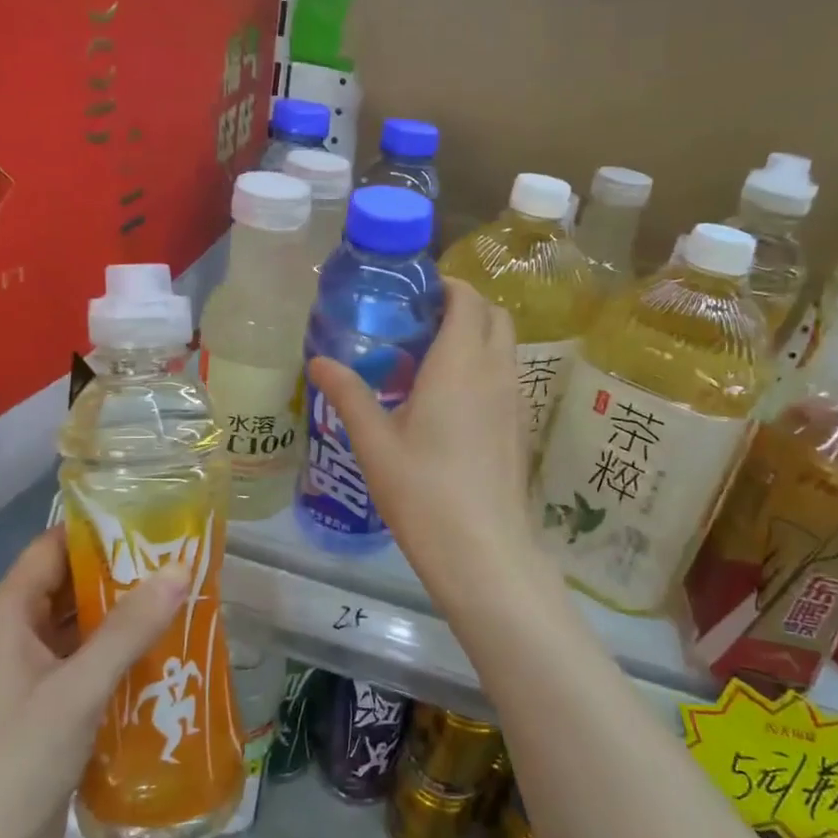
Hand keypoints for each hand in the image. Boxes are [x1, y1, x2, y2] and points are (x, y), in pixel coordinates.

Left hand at [0, 527, 185, 837]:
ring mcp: (24, 678)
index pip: (51, 549)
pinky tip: (160, 655)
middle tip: (179, 561)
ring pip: (77, 628)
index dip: (98, 531)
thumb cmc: (14, 766)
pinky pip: (81, 665)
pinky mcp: (40, 711)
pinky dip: (116, 655)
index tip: (153, 523)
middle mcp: (10, 638)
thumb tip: (180, 570)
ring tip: (181, 600)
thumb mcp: (77, 691)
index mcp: (3, 618)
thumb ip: (129, 629)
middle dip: (120, 574)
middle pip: (67, 586)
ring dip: (122, 617)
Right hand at [307, 278, 550, 612]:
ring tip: (431, 360)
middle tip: (420, 323)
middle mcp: (495, 371)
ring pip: (505, 346)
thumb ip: (348, 394)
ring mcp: (515, 399)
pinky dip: (485, 367)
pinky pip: (507, 375)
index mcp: (460, 362)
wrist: (483, 550)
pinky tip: (450, 402)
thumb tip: (318, 361)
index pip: (467, 298)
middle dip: (463, 306)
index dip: (445, 286)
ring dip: (476, 337)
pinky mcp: (520, 426)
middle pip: (494, 315)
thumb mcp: (374, 441)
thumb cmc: (422, 490)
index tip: (413, 295)